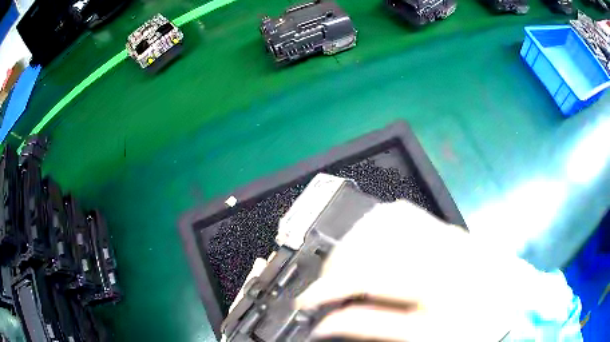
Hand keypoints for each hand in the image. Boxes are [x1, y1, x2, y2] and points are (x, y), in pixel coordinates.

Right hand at [296, 201, 525, 341]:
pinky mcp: (447, 228)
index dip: (326, 289)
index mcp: (434, 281)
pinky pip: (403, 213)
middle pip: (368, 242)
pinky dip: (376, 226)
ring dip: (353, 242)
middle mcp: (437, 247)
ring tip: (344, 268)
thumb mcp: (422, 337)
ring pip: (382, 219)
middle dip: (334, 265)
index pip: (363, 275)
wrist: (513, 304)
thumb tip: (329, 322)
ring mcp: (443, 232)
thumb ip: (372, 326)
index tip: (306, 303)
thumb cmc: (472, 327)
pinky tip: (372, 246)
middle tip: (325, 288)